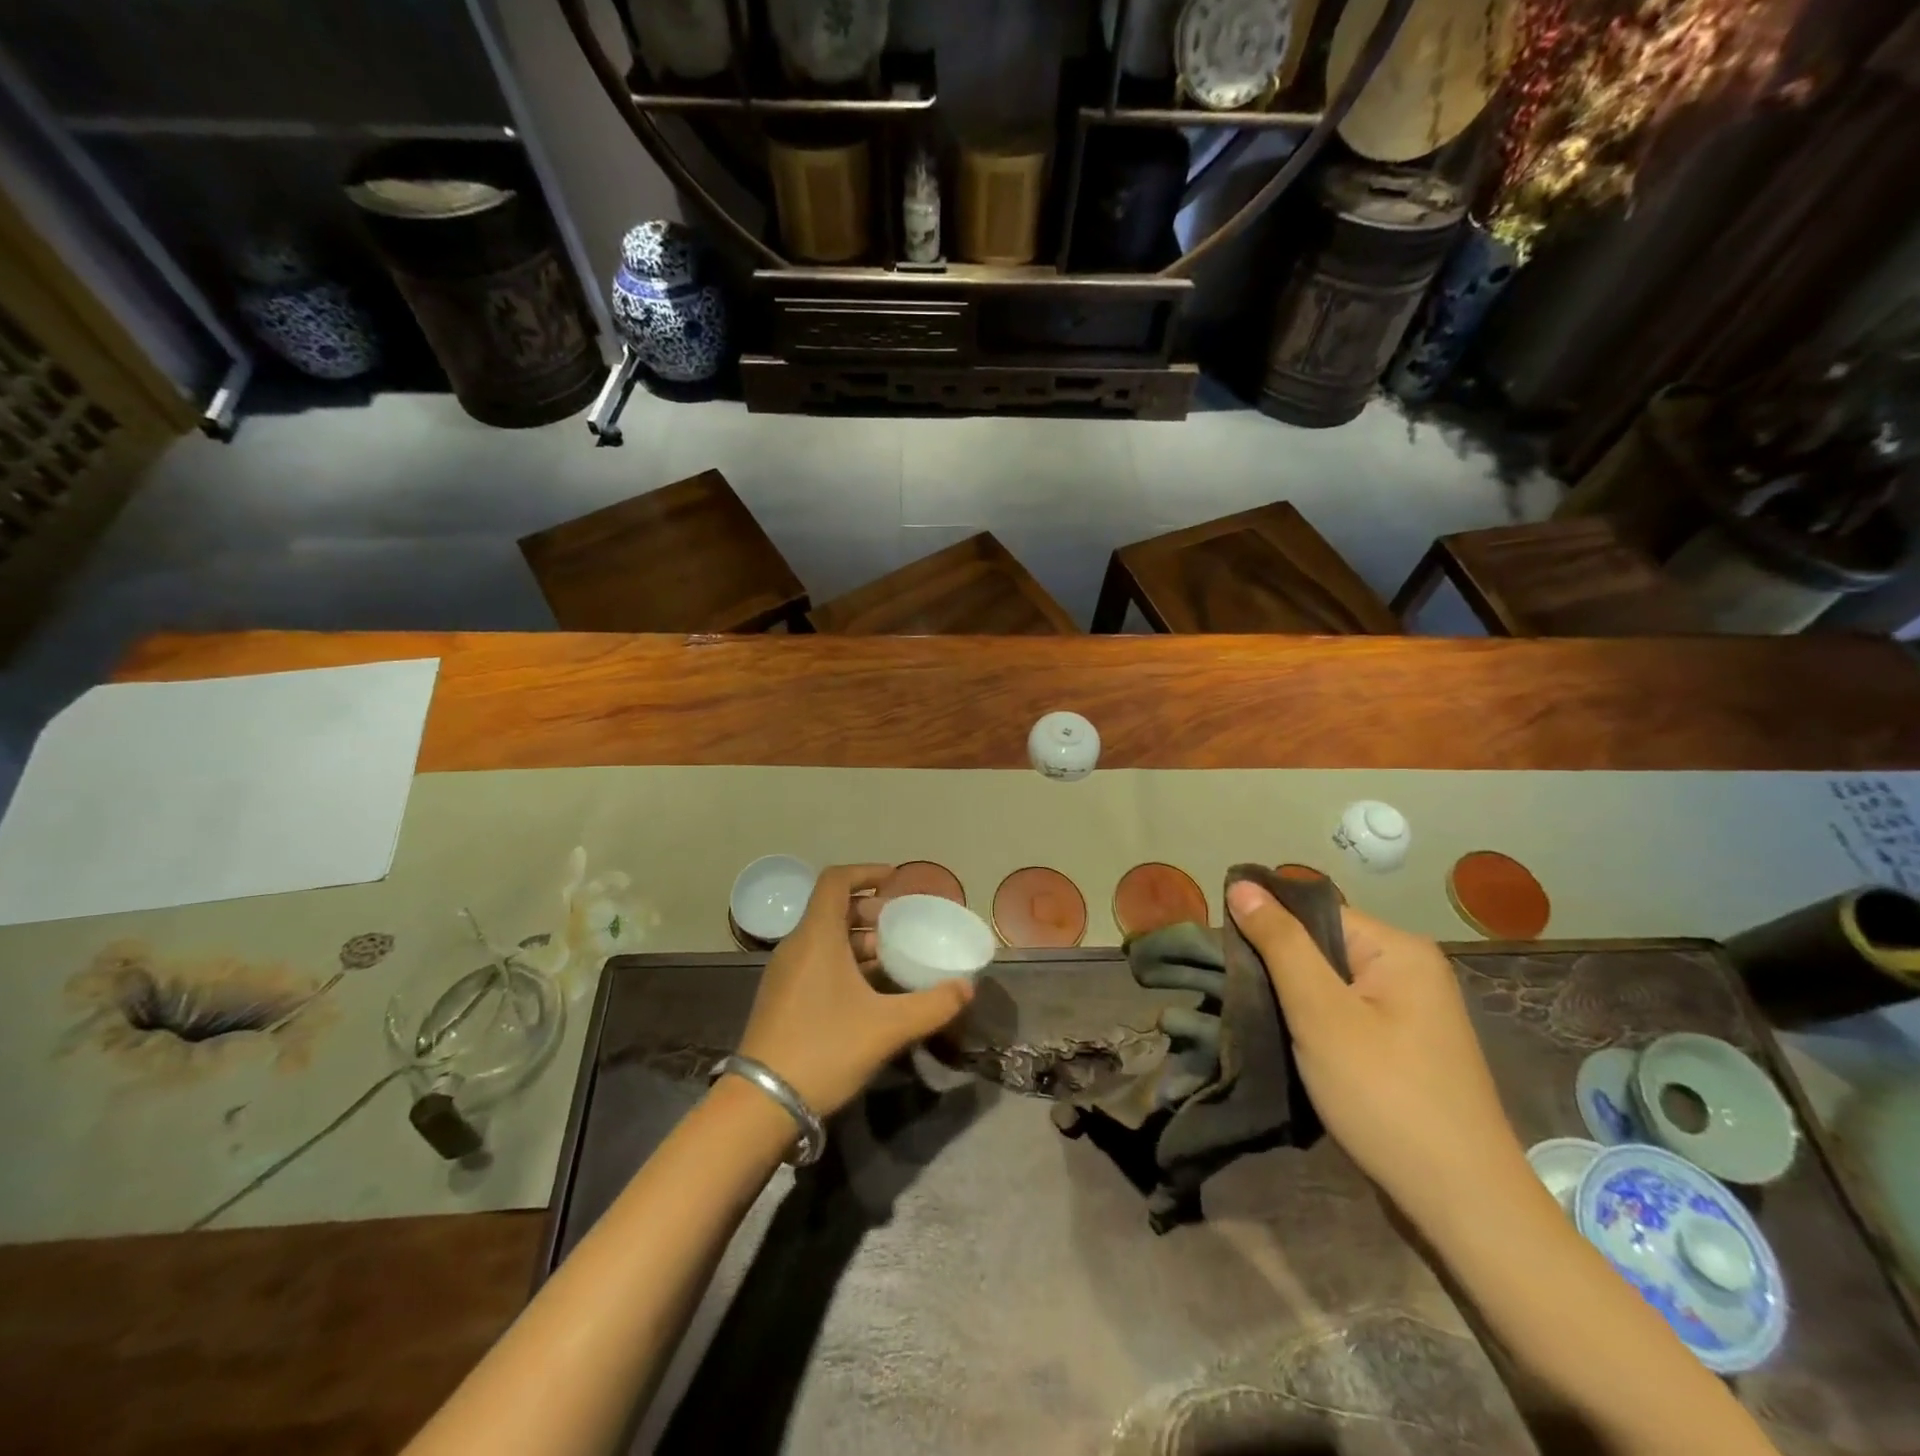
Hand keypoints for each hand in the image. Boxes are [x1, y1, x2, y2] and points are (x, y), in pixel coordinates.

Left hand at [737, 864, 974, 1117]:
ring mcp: (785, 974)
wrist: (761, 1105)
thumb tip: (967, 988)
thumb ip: (932, 1005)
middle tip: (901, 926)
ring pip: (825, 939)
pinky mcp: (782, 999)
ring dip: (858, 940)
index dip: (866, 873)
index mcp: (817, 937)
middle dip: (869, 911)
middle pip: (832, 910)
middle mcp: (796, 946)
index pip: (836, 881)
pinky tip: (869, 992)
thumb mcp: (887, 1028)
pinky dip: (844, 962)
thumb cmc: (825, 1050)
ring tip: (892, 959)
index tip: (894, 881)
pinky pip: (816, 963)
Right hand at [1225, 881, 1529, 1228]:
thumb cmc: (1385, 1096)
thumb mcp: (1320, 1013)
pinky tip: (1290, 1045)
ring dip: (1293, 1000)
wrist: (1462, 1207)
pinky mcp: (1405, 1050)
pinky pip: (1346, 1016)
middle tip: (1235, 992)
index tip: (1224, 954)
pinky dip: (1315, 1025)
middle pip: (1322, 947)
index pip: (1315, 912)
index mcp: (1399, 950)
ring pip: (1330, 985)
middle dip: (1277, 967)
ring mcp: (1412, 1013)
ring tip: (1256, 1019)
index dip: (1267, 927)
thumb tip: (1242, 883)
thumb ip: (1280, 944)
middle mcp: (1412, 971)